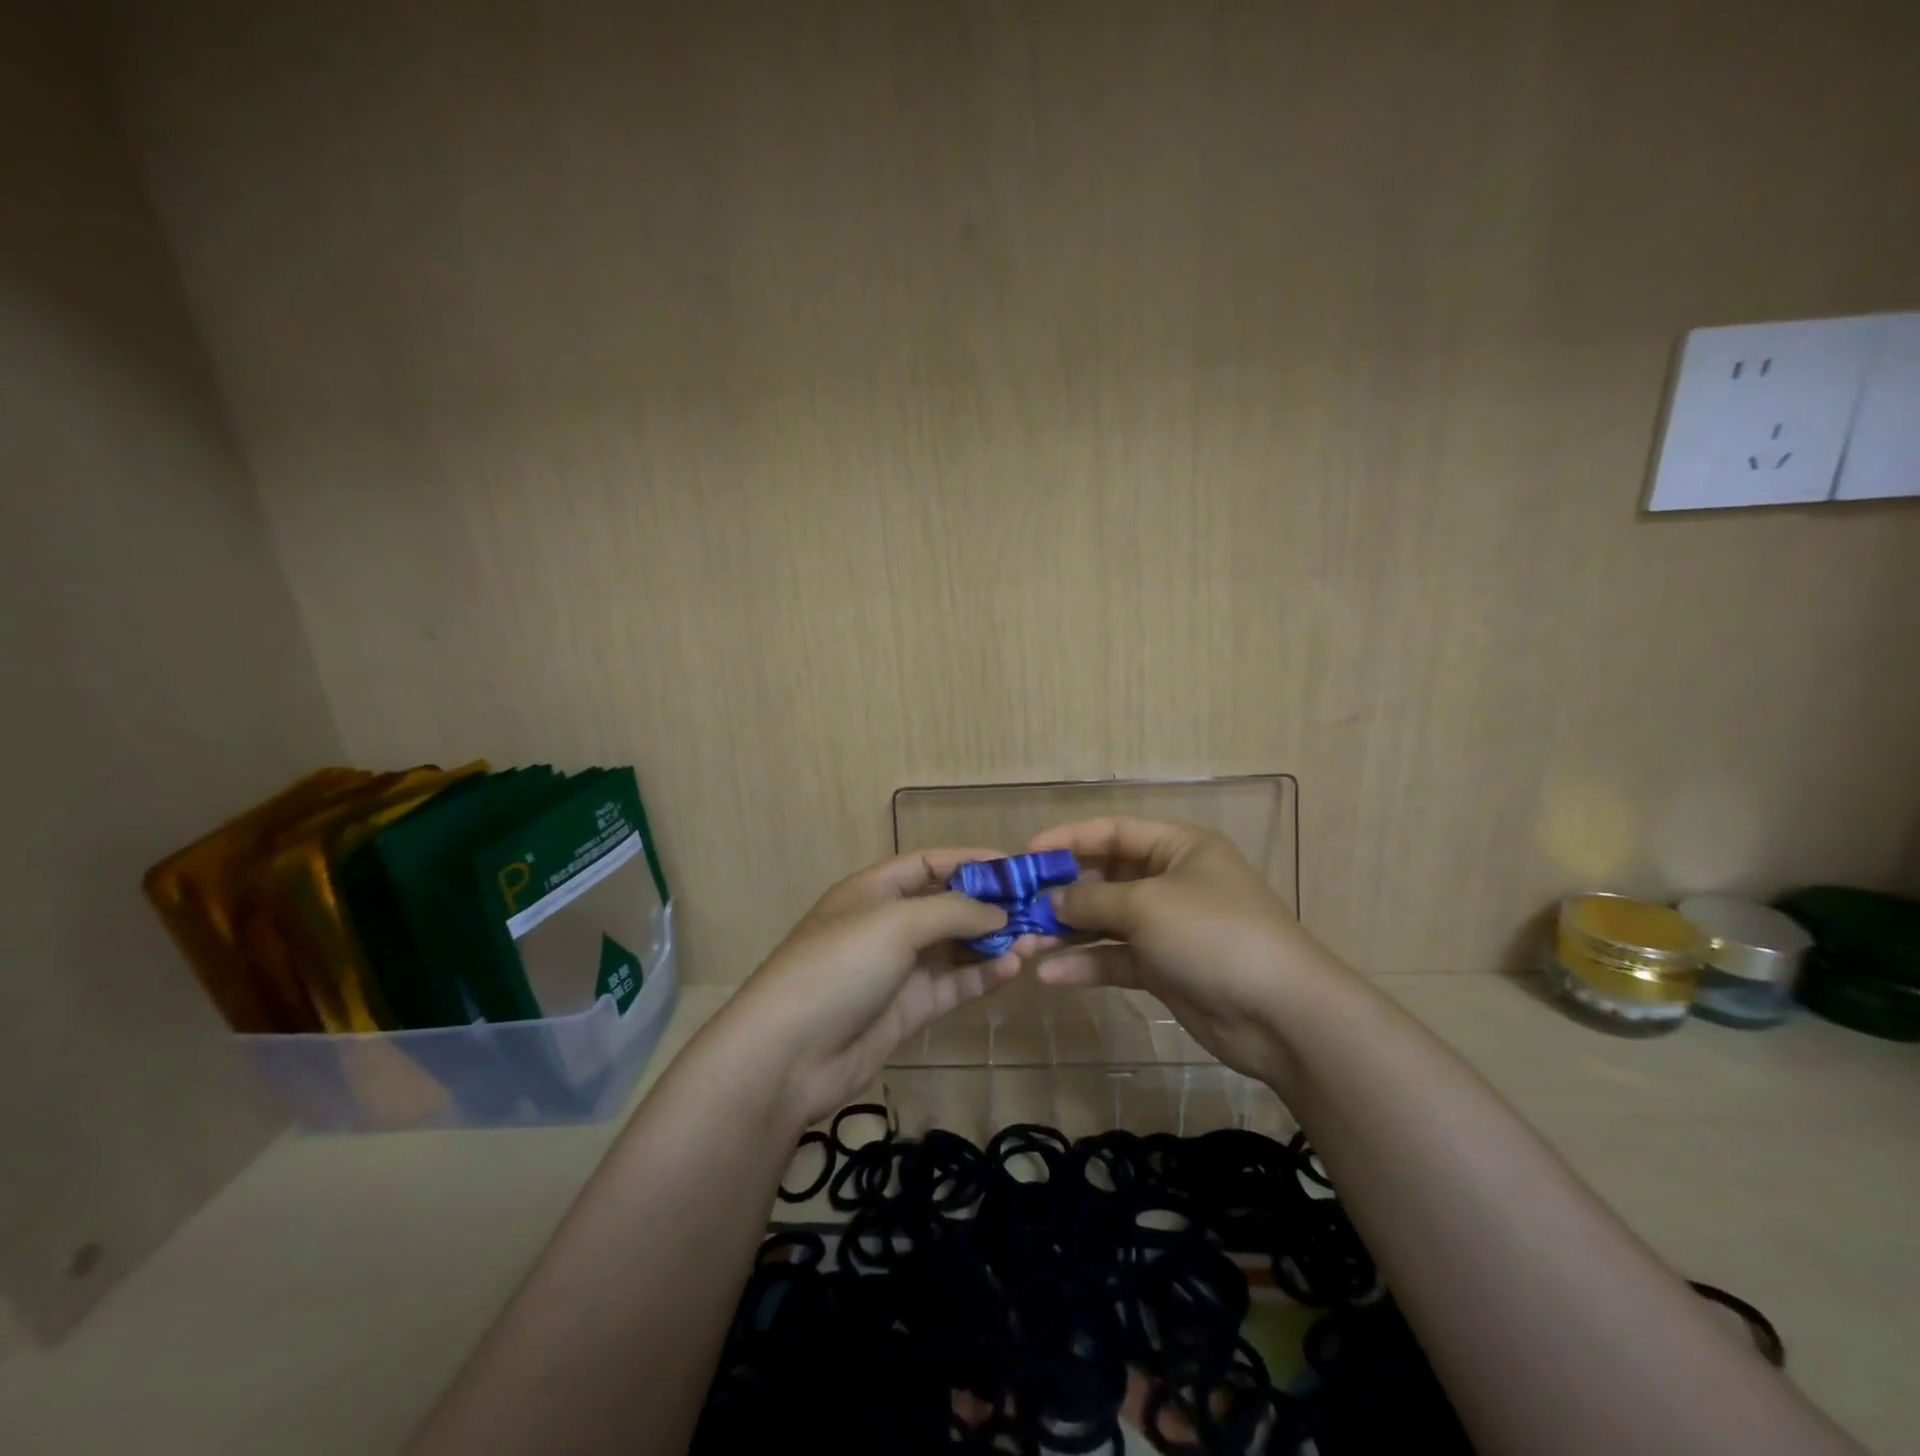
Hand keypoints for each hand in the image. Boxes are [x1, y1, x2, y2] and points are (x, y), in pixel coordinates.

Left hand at [724, 848, 1034, 1126]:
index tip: (1018, 867)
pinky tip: (1013, 969)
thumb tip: (1002, 913)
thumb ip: (954, 911)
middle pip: (949, 905)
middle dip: (993, 906)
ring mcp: (899, 968)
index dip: (973, 861)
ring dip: (995, 942)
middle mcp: (889, 923)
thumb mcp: (895, 923)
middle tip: (1040, 911)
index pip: (931, 863)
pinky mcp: (909, 1008)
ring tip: (1037, 942)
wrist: (788, 1055)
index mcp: (875, 890)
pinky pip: (954, 984)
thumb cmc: (839, 967)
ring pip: (957, 947)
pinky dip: (982, 976)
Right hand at [1029, 817, 1343, 1082]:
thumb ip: (1092, 899)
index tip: (1028, 853)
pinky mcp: (1166, 969)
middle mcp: (1173, 882)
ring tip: (1027, 943)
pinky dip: (1088, 965)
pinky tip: (1051, 975)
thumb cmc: (1213, 934)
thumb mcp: (1147, 905)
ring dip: (1069, 932)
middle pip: (1107, 877)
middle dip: (1064, 891)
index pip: (1115, 831)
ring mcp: (1169, 928)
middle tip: (1020, 905)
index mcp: (1179, 848)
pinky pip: (1118, 959)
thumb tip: (1052, 900)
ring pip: (1108, 922)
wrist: (1281, 1015)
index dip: (1070, 838)